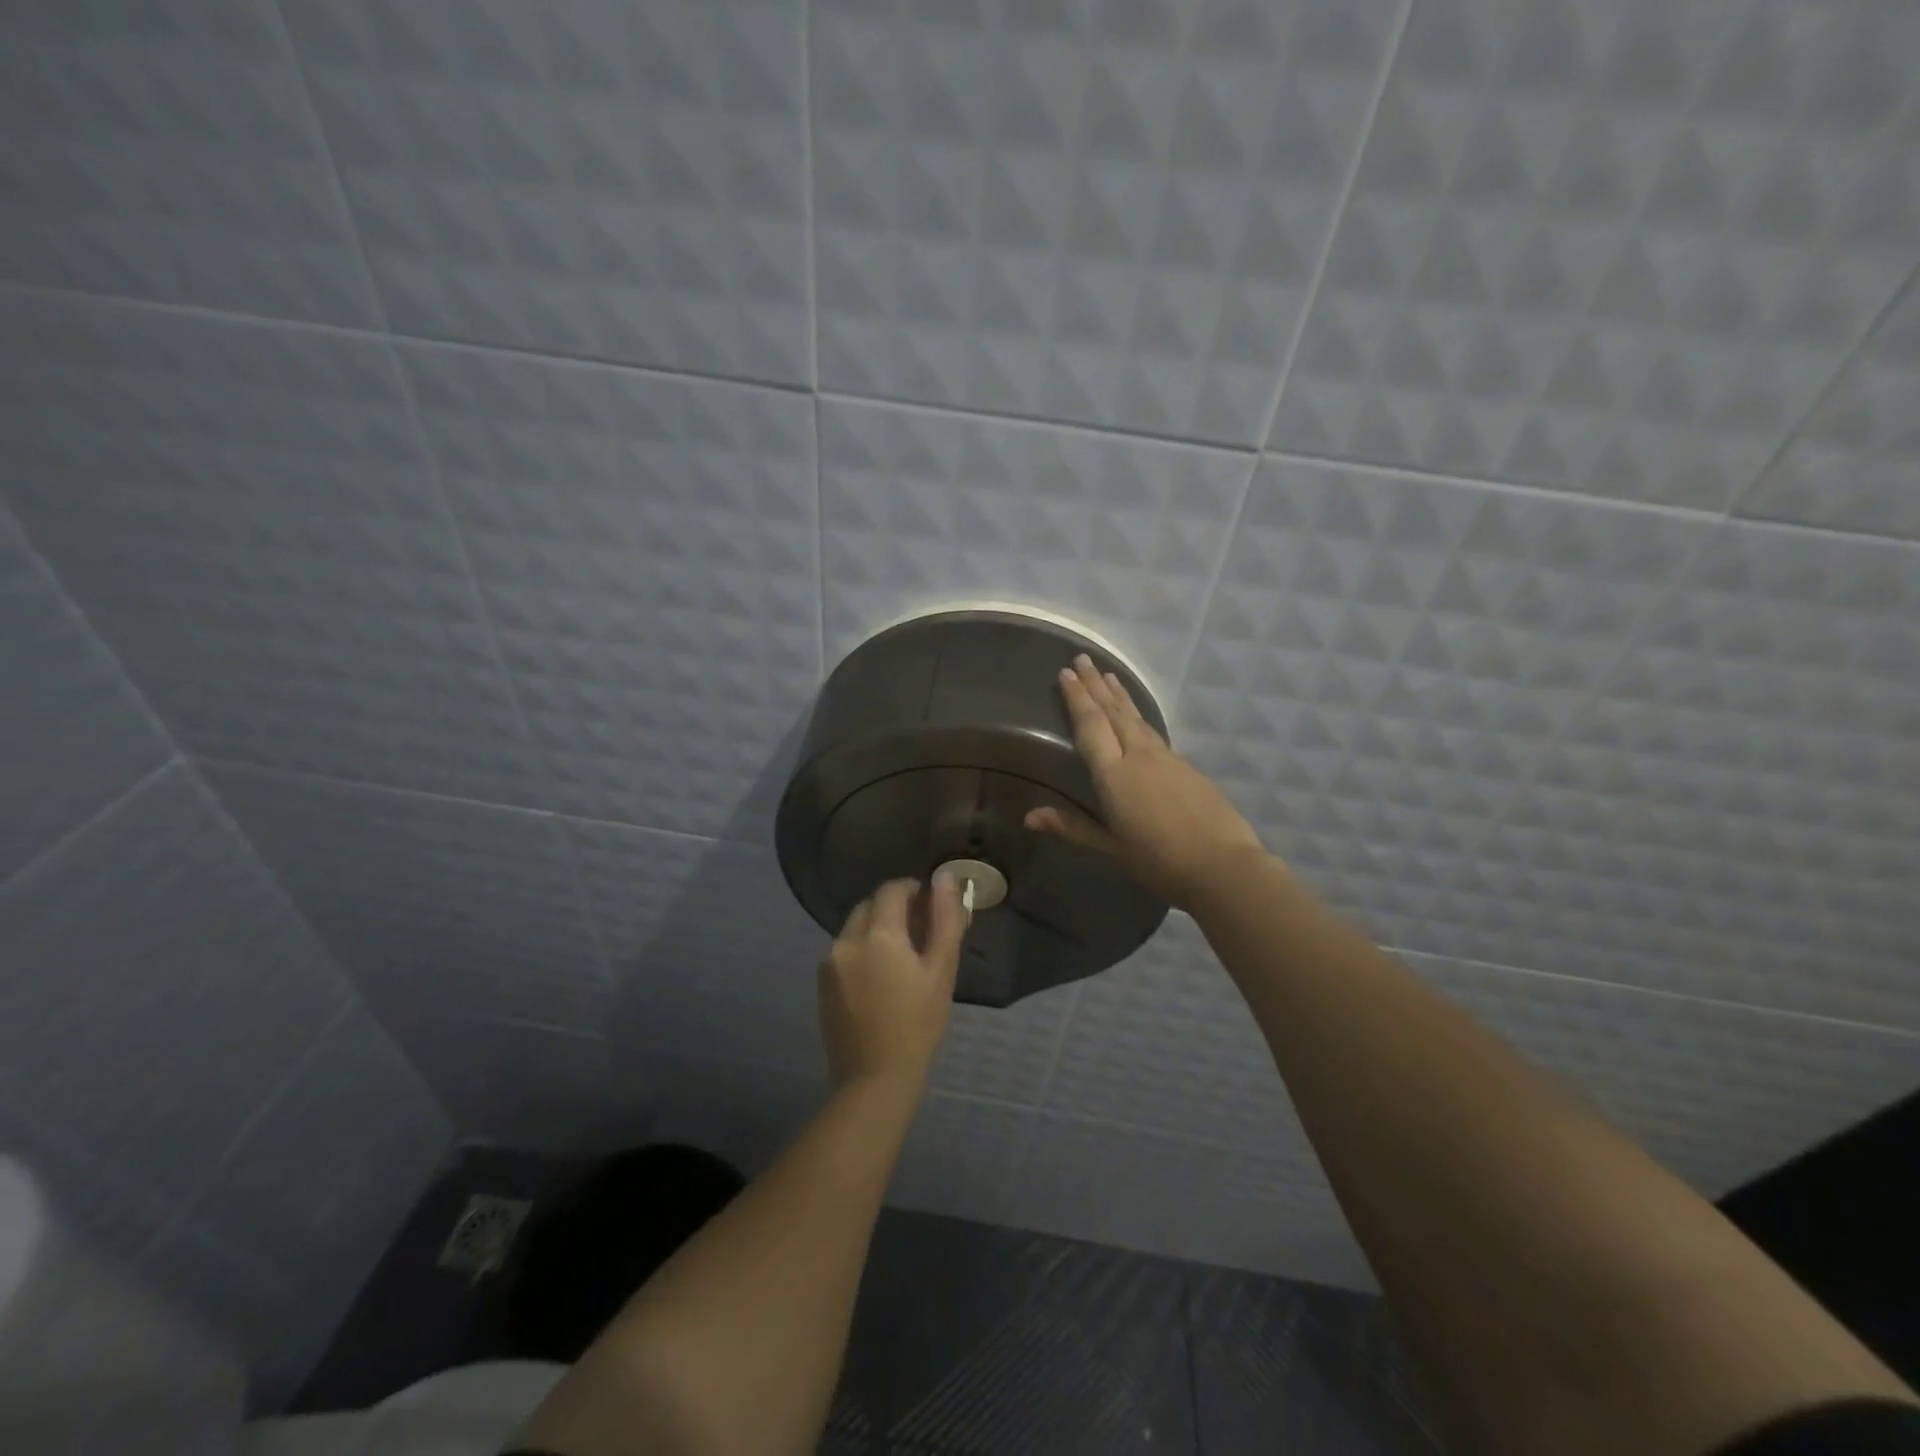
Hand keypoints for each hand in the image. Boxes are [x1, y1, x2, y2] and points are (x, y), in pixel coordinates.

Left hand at [818, 876, 965, 1096]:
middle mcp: (847, 939)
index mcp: (878, 934)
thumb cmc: (918, 1025)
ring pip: (855, 928)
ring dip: (876, 930)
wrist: (874, 1080)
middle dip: (893, 910)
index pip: (892, 890)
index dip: (913, 890)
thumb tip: (946, 878)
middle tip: (920, 933)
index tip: (930, 905)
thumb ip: (945, 919)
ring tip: (901, 958)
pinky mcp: (822, 983)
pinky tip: (879, 979)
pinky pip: (844, 951)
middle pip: (870, 906)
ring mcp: (829, 962)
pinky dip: (861, 951)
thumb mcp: (940, 971)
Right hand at [1025, 654, 1265, 909]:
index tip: (1065, 674)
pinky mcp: (1186, 766)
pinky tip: (1135, 715)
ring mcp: (1167, 758)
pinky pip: (1152, 730)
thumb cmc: (1159, 862)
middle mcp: (1139, 756)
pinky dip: (1137, 714)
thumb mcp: (1111, 848)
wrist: (1223, 866)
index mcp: (1115, 775)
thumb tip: (1029, 817)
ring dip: (1118, 694)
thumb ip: (1071, 827)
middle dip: (1095, 685)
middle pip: (1113, 713)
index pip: (1091, 727)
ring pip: (1136, 717)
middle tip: (1081, 659)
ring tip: (1107, 674)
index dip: (1077, 699)